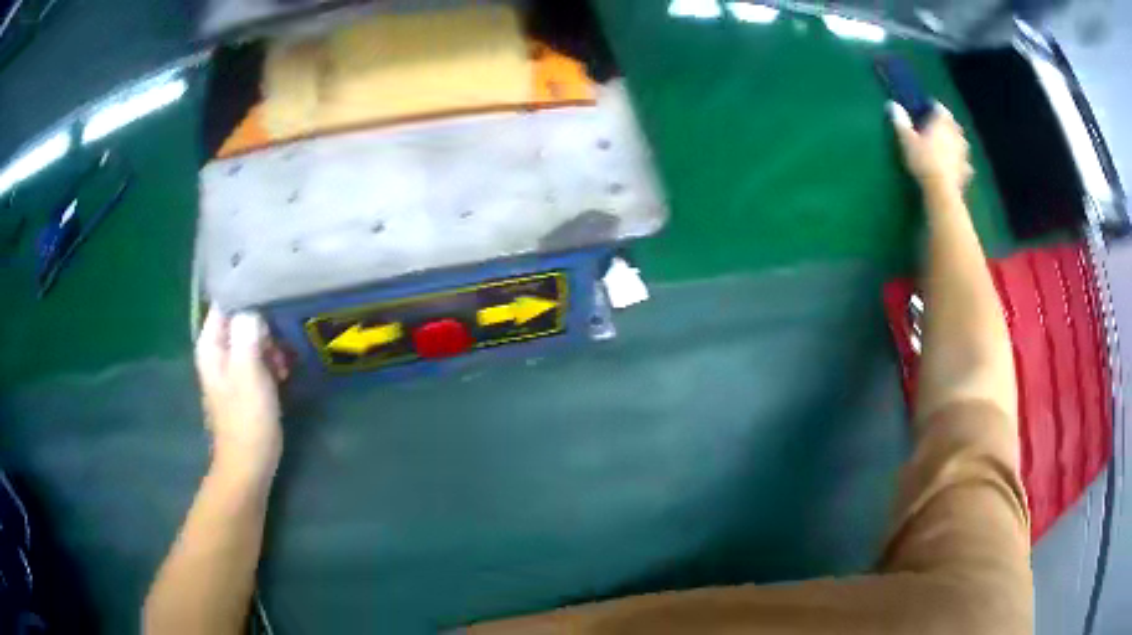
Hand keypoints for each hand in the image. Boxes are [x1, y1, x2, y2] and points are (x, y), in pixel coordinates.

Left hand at [195, 308, 287, 479]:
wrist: (249, 465)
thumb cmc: (246, 419)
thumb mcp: (248, 372)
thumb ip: (247, 333)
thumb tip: (253, 304)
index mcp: (210, 344)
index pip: (226, 300)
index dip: (249, 293)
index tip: (274, 291)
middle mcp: (217, 350)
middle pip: (242, 317)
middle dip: (265, 323)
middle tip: (283, 337)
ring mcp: (231, 366)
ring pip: (253, 337)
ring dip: (272, 344)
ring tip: (285, 361)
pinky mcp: (245, 381)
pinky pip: (259, 357)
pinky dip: (272, 360)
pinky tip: (284, 373)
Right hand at [890, 102, 973, 195]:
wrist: (942, 191)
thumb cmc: (923, 160)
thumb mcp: (907, 140)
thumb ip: (901, 122)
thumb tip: (892, 104)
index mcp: (942, 122)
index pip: (939, 108)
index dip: (932, 108)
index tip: (925, 112)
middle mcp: (956, 134)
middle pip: (952, 124)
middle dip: (946, 125)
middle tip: (936, 130)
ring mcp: (963, 153)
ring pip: (960, 143)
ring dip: (955, 143)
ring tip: (946, 148)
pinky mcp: (966, 172)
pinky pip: (964, 163)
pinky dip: (960, 163)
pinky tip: (954, 167)